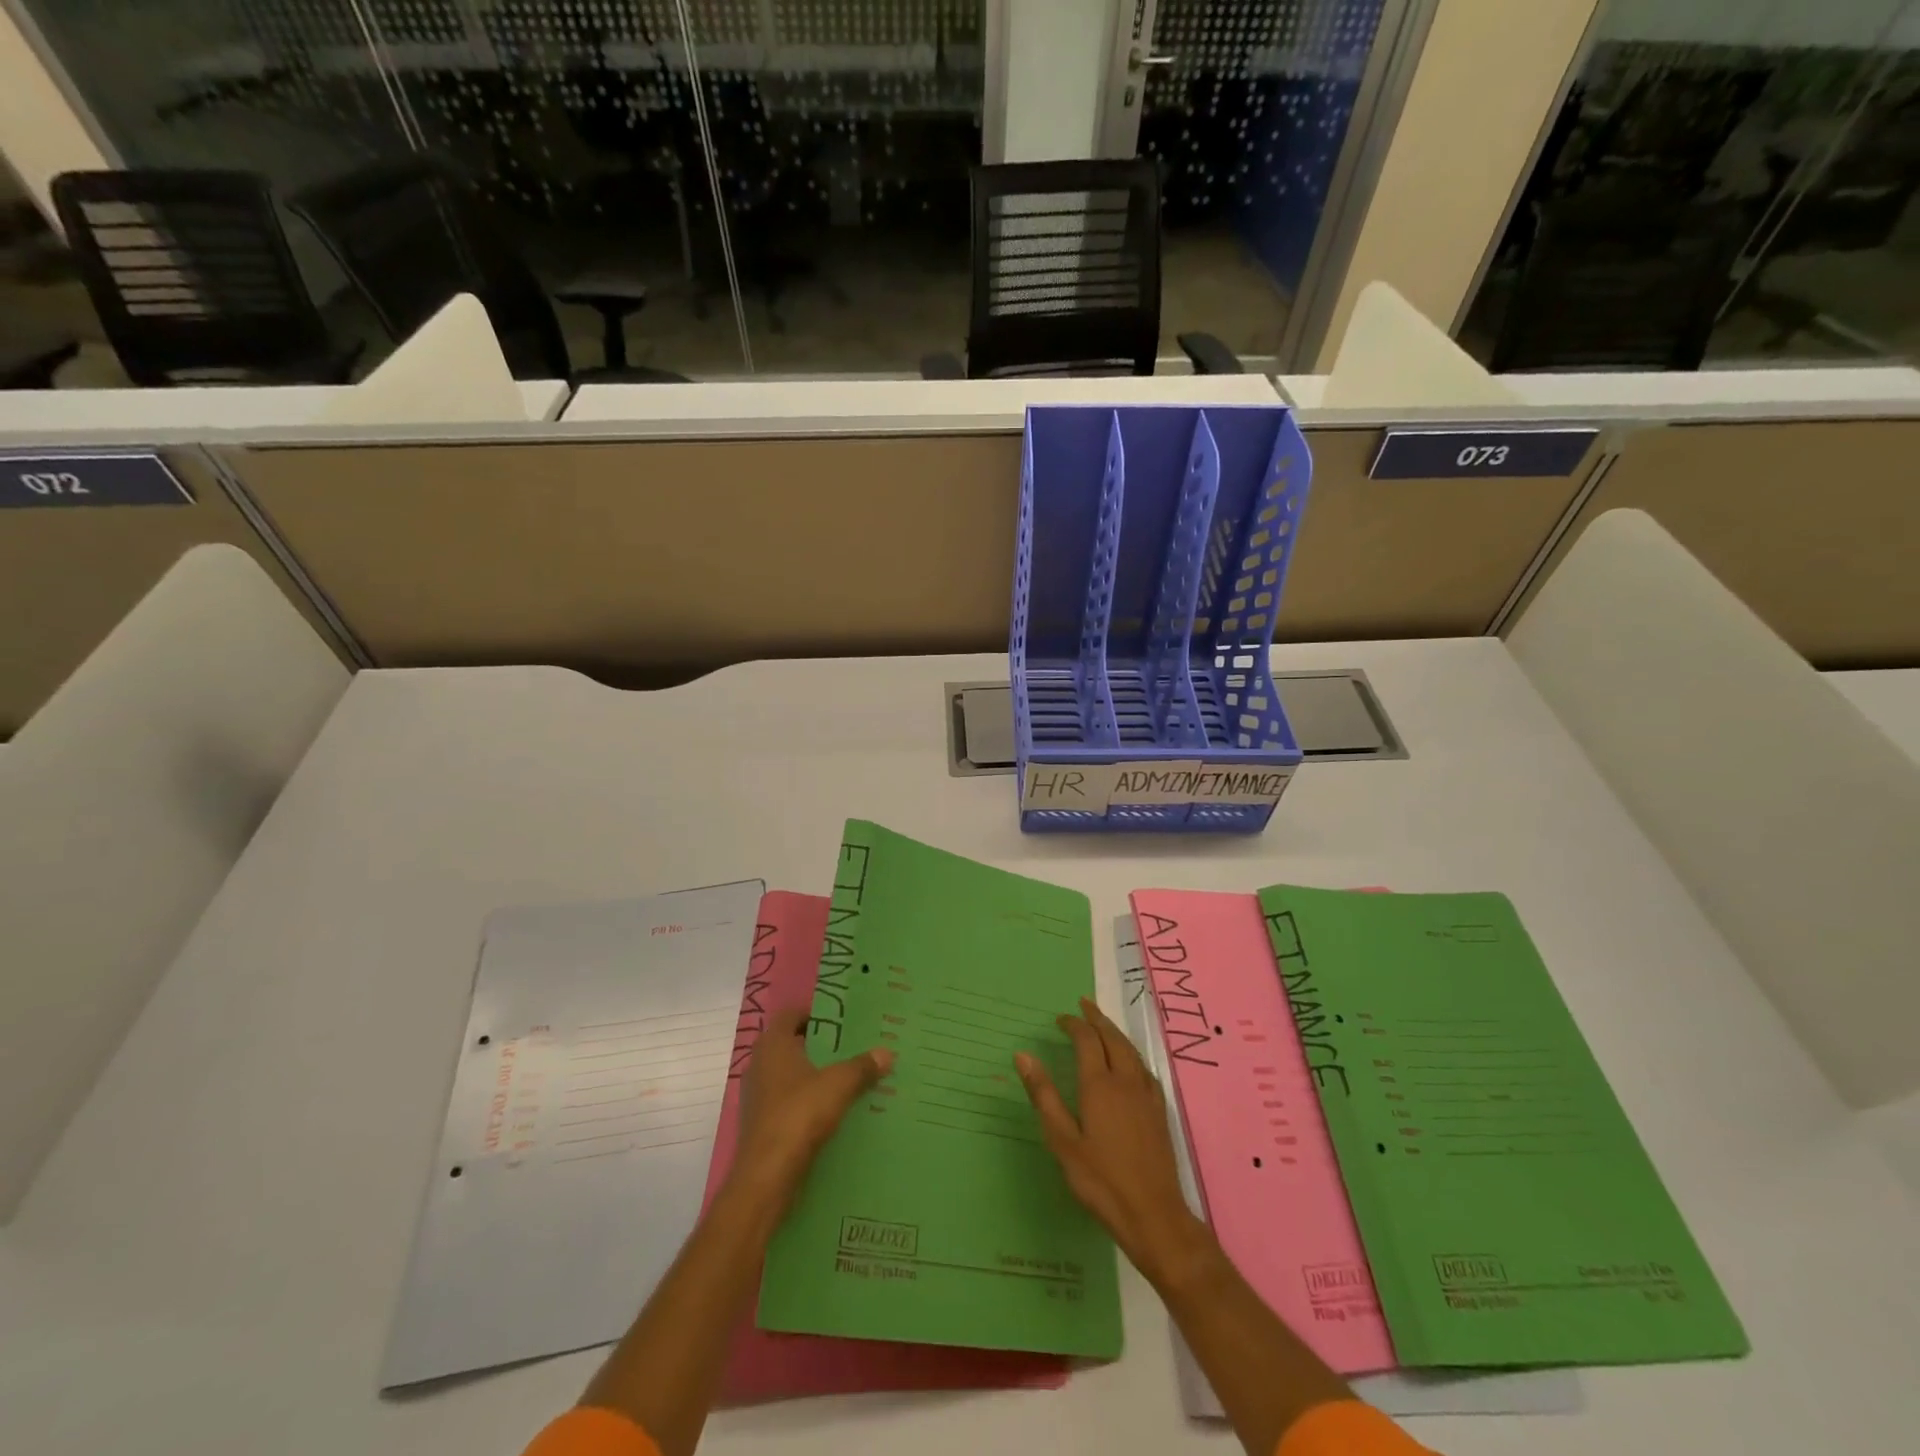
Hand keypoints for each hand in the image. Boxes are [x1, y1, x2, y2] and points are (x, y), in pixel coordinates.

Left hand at [730, 1007, 892, 1206]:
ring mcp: (758, 1096)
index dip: (815, 1014)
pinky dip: (807, 1101)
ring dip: (814, 1076)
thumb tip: (887, 1052)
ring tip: (848, 1079)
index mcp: (773, 1044)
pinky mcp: (762, 1124)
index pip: (791, 1014)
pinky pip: (788, 1102)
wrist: (766, 1177)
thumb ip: (862, 1066)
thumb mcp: (839, 1085)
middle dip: (820, 1046)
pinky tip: (832, 1111)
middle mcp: (760, 1064)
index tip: (842, 1021)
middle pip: (792, 1044)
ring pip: (790, 1075)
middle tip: (852, 1047)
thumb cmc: (799, 1115)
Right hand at [1015, 997, 1209, 1286]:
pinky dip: (1131, 1054)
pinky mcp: (1159, 1112)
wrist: (1154, 1215)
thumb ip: (1044, 1096)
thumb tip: (1023, 1055)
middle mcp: (1126, 1081)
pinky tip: (1130, 1063)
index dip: (1073, 1025)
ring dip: (1115, 1032)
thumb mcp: (1062, 1140)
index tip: (1060, 1019)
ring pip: (1131, 1051)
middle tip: (1084, 1005)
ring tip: (1103, 1025)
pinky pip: (1144, 1069)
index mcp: (1099, 1085)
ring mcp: (1146, 1096)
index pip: (1087, 1040)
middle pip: (1112, 1038)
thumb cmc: (1100, 1180)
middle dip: (1097, 1019)